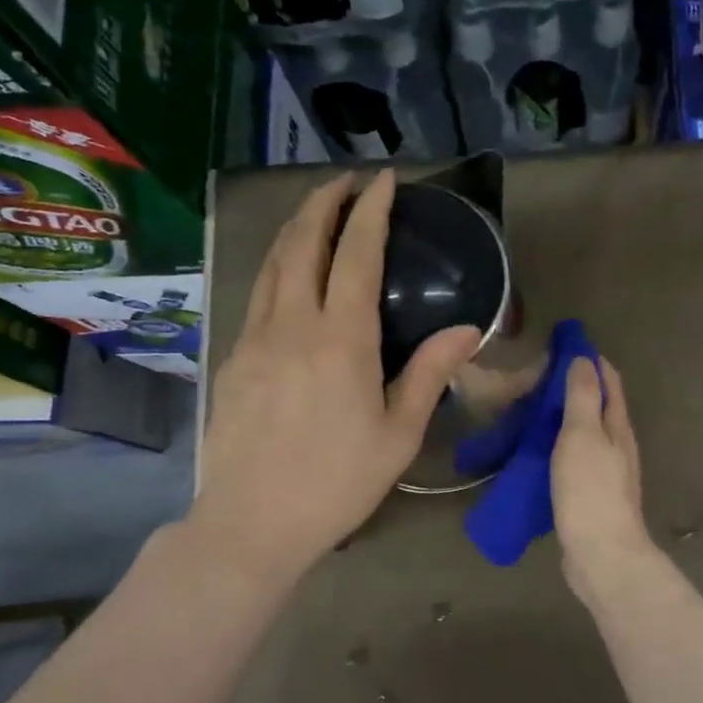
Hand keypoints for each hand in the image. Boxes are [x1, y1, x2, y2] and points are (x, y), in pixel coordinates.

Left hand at [193, 171, 480, 576]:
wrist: (254, 521)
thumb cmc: (337, 482)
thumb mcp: (399, 434)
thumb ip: (430, 374)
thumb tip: (468, 330)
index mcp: (342, 339)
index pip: (357, 255)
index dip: (372, 211)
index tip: (384, 180)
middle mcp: (293, 324)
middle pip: (302, 243)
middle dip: (324, 201)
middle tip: (346, 181)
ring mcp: (255, 338)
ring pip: (272, 263)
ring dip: (295, 228)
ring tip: (316, 212)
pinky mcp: (234, 359)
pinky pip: (257, 295)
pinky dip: (276, 267)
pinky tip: (287, 276)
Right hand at [551, 356, 651, 593]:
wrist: (600, 554)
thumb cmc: (590, 490)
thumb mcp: (583, 435)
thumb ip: (583, 397)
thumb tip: (584, 359)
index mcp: (617, 426)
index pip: (608, 380)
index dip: (589, 360)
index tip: (560, 345)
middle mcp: (617, 445)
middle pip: (597, 406)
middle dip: (573, 387)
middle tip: (535, 377)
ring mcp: (605, 472)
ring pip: (584, 434)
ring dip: (562, 418)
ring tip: (529, 409)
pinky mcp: (589, 495)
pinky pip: (572, 459)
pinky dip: (556, 447)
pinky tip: (534, 451)